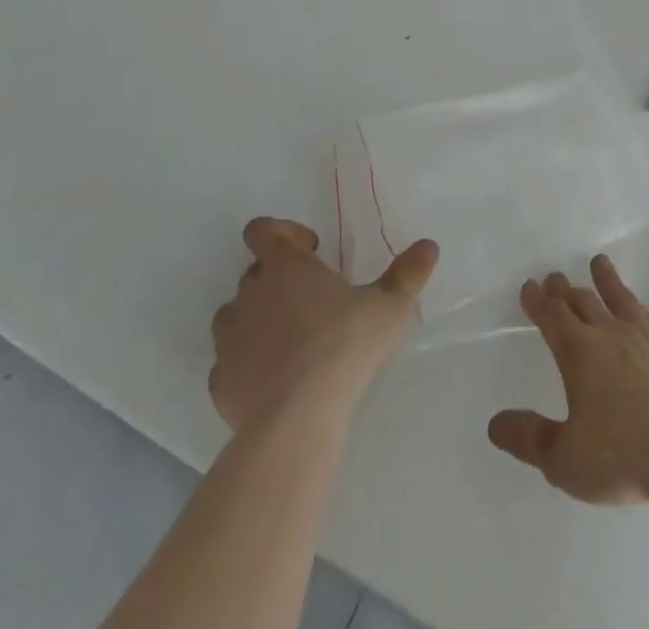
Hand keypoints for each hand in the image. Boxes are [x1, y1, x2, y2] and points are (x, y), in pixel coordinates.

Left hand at [209, 217, 437, 429]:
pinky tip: (272, 378)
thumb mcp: (389, 307)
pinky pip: (228, 361)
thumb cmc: (344, 346)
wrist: (296, 419)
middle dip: (278, 278)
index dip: (283, 233)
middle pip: (254, 272)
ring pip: (235, 314)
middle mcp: (250, 294)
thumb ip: (408, 273)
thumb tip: (429, 245)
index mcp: (285, 267)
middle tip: (312, 298)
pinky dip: (246, 362)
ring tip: (289, 338)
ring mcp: (229, 339)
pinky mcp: (219, 381)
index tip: (313, 251)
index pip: (262, 229)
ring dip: (256, 317)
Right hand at [487, 255, 648, 505]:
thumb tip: (495, 423)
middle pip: (583, 302)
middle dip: (565, 290)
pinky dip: (642, 310)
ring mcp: (645, 341)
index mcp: (579, 353)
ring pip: (620, 300)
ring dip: (606, 281)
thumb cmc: (621, 457)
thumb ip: (529, 439)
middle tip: (554, 277)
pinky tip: (642, 311)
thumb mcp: (564, 460)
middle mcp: (610, 335)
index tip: (529, 286)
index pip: (552, 317)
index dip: (538, 301)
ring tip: (599, 262)